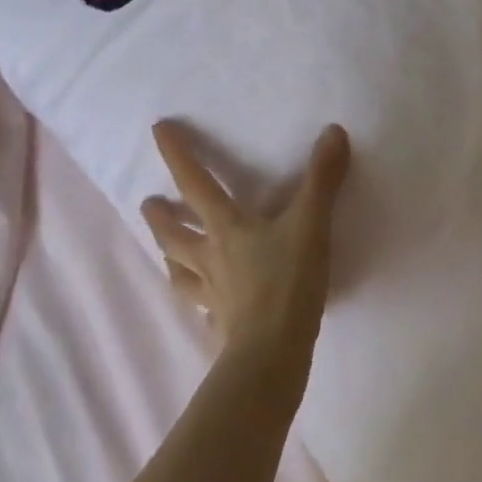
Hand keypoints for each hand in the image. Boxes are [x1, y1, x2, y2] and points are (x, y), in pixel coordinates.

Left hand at [141, 121, 352, 355]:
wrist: (274, 351)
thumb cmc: (288, 281)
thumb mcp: (311, 223)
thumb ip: (322, 179)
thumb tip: (333, 131)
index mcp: (227, 227)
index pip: (195, 183)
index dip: (177, 155)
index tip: (157, 130)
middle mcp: (211, 257)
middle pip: (174, 233)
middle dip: (160, 216)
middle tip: (148, 203)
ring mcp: (212, 293)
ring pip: (180, 270)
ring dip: (169, 255)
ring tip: (165, 250)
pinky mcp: (221, 323)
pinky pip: (203, 307)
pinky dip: (199, 300)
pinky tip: (205, 305)